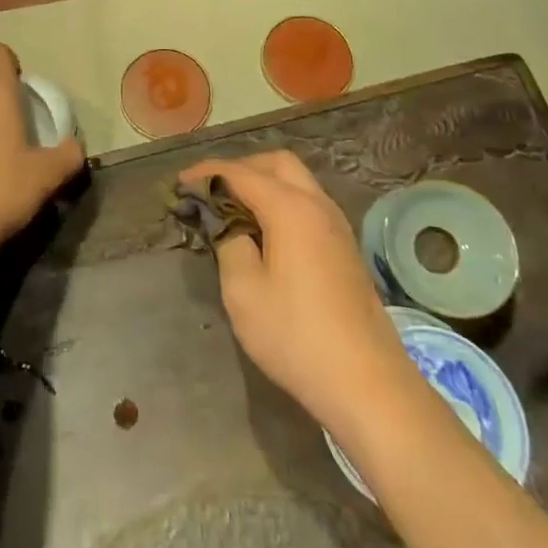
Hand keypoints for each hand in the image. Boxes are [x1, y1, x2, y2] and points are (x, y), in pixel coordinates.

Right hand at [181, 150, 410, 438]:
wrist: (368, 384)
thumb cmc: (296, 336)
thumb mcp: (243, 292)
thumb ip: (229, 243)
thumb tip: (226, 222)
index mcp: (289, 208)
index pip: (239, 173)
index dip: (206, 173)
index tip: (180, 184)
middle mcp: (317, 204)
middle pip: (276, 163)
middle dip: (240, 168)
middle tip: (212, 192)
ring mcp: (336, 224)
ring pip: (297, 181)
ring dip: (264, 183)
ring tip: (234, 211)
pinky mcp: (345, 246)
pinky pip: (308, 203)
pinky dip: (282, 201)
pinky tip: (266, 232)